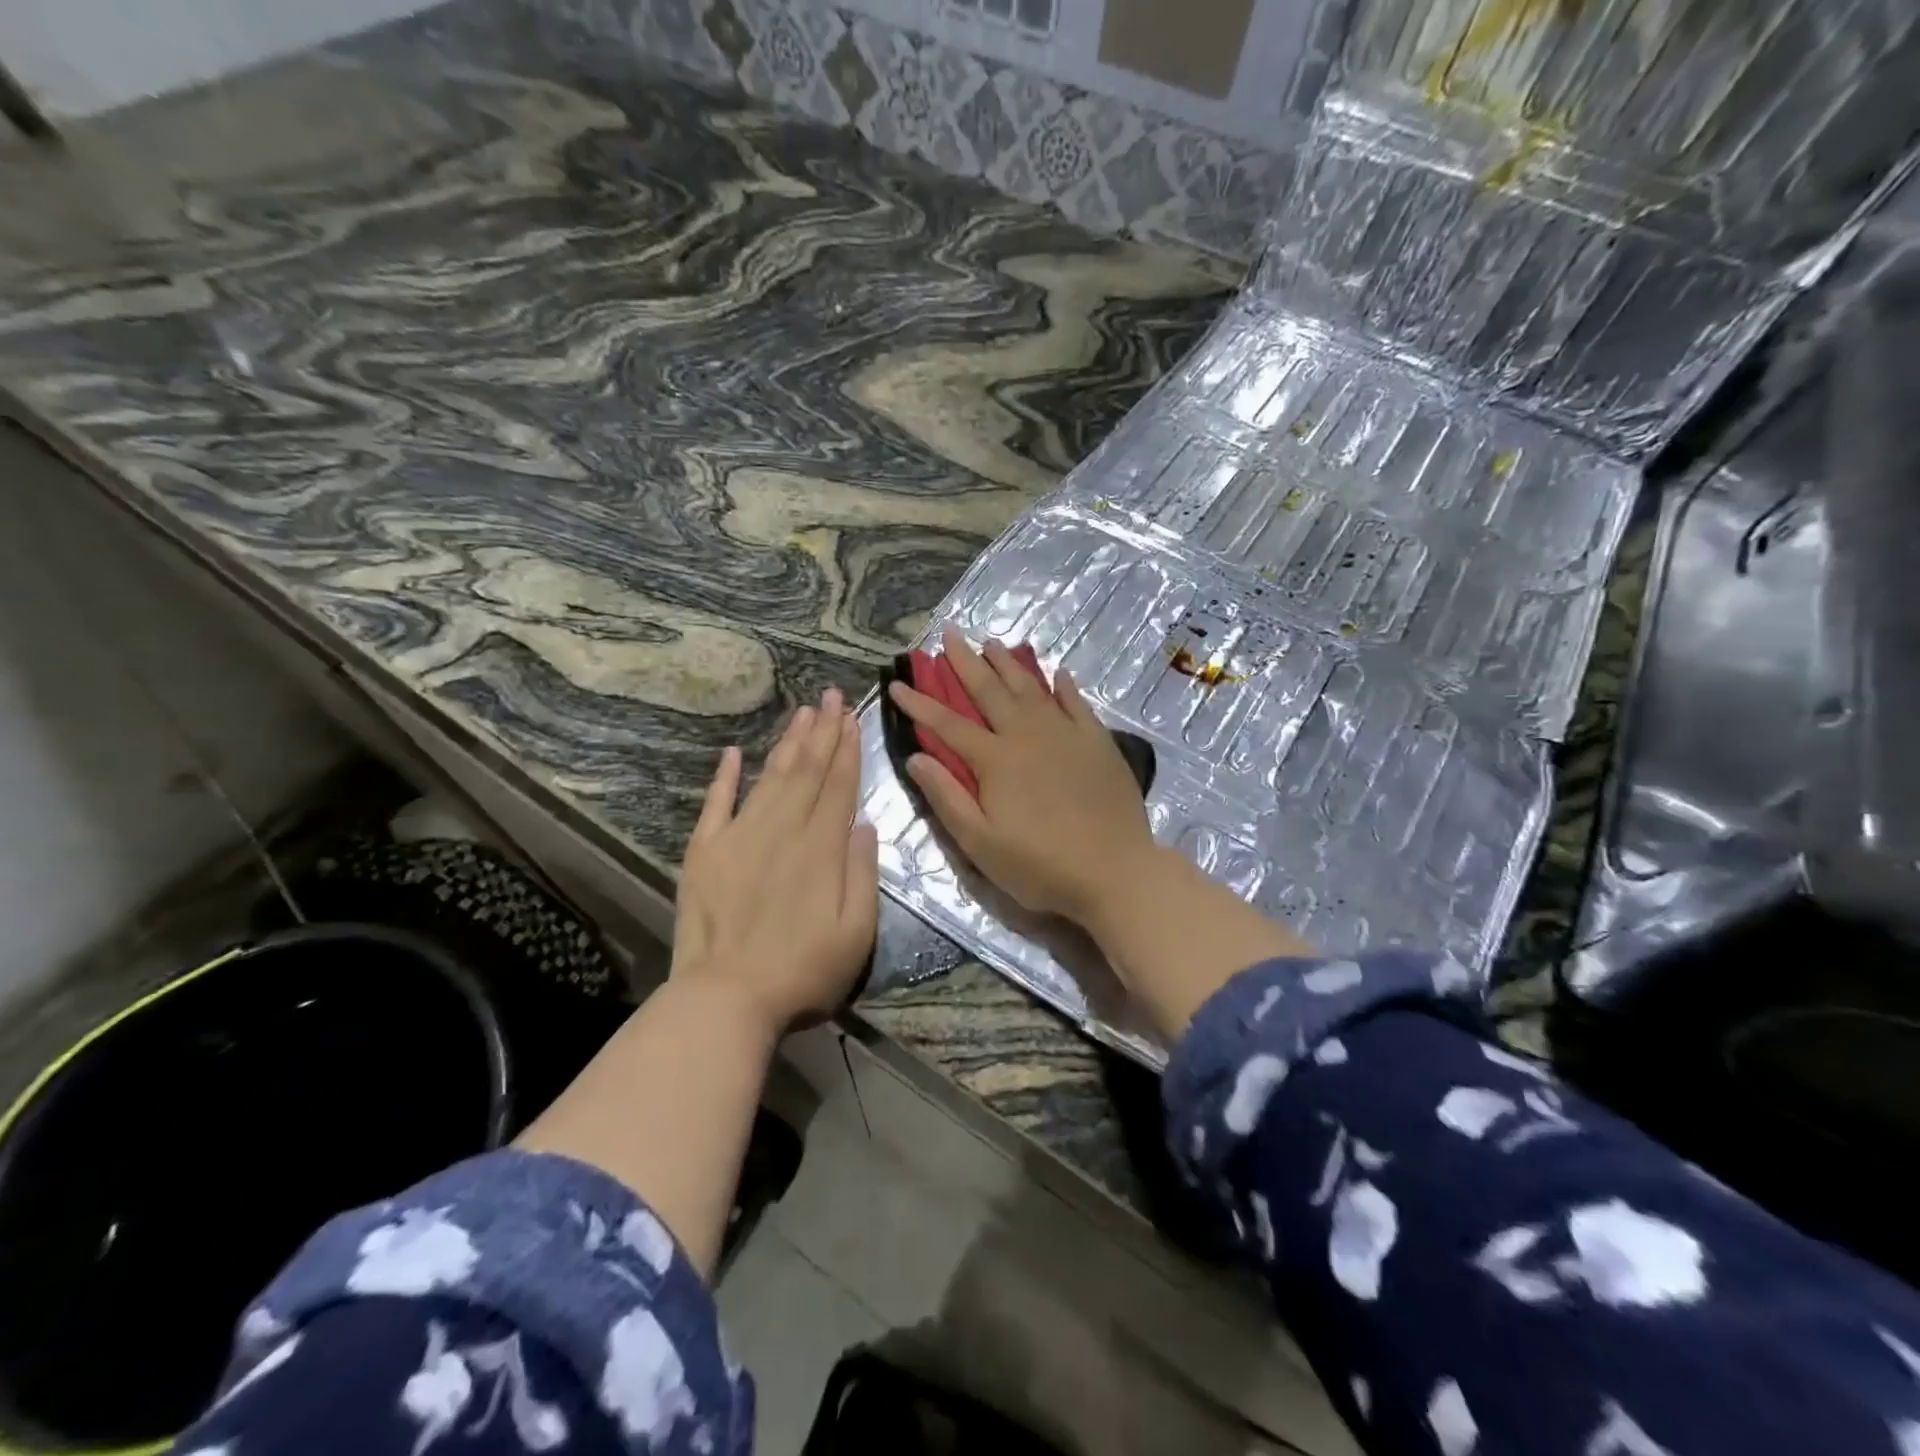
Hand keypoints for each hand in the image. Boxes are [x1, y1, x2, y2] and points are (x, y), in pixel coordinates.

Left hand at [672, 688, 878, 1034]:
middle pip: (806, 771)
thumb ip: (863, 873)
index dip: (847, 750)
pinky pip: (715, 804)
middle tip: (830, 695)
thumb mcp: (857, 932)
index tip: (852, 718)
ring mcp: (739, 836)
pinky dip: (724, 776)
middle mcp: (782, 830)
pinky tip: (733, 753)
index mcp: (821, 848)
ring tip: (801, 711)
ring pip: (769, 777)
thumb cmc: (802, 972)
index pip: (838, 786)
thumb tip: (863, 823)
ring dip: (786, 742)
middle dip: (822, 731)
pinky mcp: (704, 851)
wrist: (726, 998)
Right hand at [886, 628, 1158, 924]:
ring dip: (1009, 664)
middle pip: (990, 690)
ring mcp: (1067, 734)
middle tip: (949, 634)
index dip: (919, 703)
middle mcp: (1028, 734)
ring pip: (1032, 688)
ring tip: (992, 643)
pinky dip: (1065, 686)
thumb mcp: (980, 843)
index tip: (897, 683)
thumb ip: (946, 797)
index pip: (948, 724)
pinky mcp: (1098, 742)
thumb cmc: (1040, 865)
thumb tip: (916, 756)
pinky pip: (1077, 704)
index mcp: (996, 759)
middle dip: (965, 662)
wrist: (1115, 871)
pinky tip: (1059, 673)